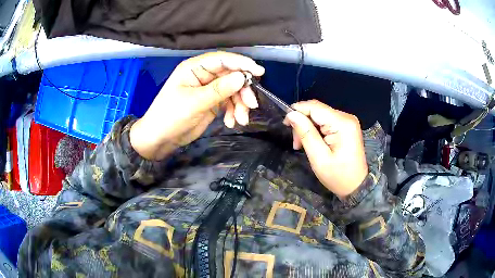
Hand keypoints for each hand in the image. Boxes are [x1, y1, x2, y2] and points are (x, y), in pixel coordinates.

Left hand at [130, 52, 264, 159]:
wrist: (161, 139)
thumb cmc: (170, 116)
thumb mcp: (194, 103)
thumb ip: (219, 90)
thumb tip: (242, 77)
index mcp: (195, 68)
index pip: (222, 60)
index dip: (241, 63)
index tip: (258, 72)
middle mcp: (203, 75)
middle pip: (231, 75)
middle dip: (243, 90)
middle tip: (251, 105)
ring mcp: (209, 89)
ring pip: (233, 90)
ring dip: (240, 104)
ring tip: (241, 120)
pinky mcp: (212, 102)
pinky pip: (229, 102)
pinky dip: (234, 111)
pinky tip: (231, 122)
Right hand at [283, 100, 367, 198]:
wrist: (356, 186)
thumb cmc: (338, 176)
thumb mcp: (319, 158)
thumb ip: (306, 133)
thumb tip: (291, 114)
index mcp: (342, 123)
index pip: (314, 107)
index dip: (297, 111)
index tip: (286, 124)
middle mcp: (346, 117)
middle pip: (317, 110)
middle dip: (303, 123)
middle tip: (296, 143)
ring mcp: (347, 121)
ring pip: (319, 115)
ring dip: (308, 128)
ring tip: (302, 145)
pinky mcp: (346, 126)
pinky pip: (326, 121)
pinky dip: (316, 130)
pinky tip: (312, 142)